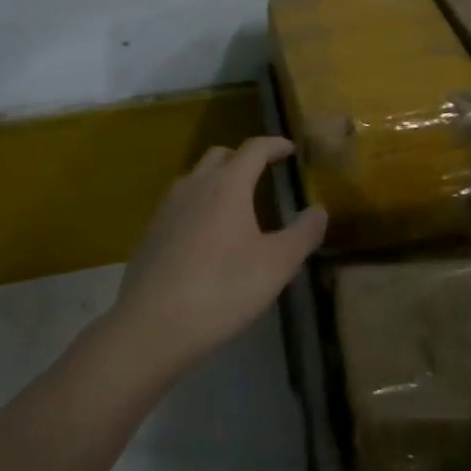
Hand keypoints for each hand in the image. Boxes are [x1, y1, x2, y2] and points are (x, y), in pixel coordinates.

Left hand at [113, 137, 326, 374]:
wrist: (150, 325)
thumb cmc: (221, 289)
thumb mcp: (275, 266)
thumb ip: (302, 234)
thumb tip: (319, 210)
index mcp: (228, 184)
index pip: (254, 148)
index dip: (274, 145)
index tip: (289, 149)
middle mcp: (195, 185)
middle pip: (221, 155)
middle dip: (243, 158)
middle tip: (262, 173)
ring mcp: (167, 207)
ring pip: (196, 177)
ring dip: (217, 179)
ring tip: (235, 204)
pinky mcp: (151, 231)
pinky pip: (180, 203)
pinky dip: (198, 204)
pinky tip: (206, 235)